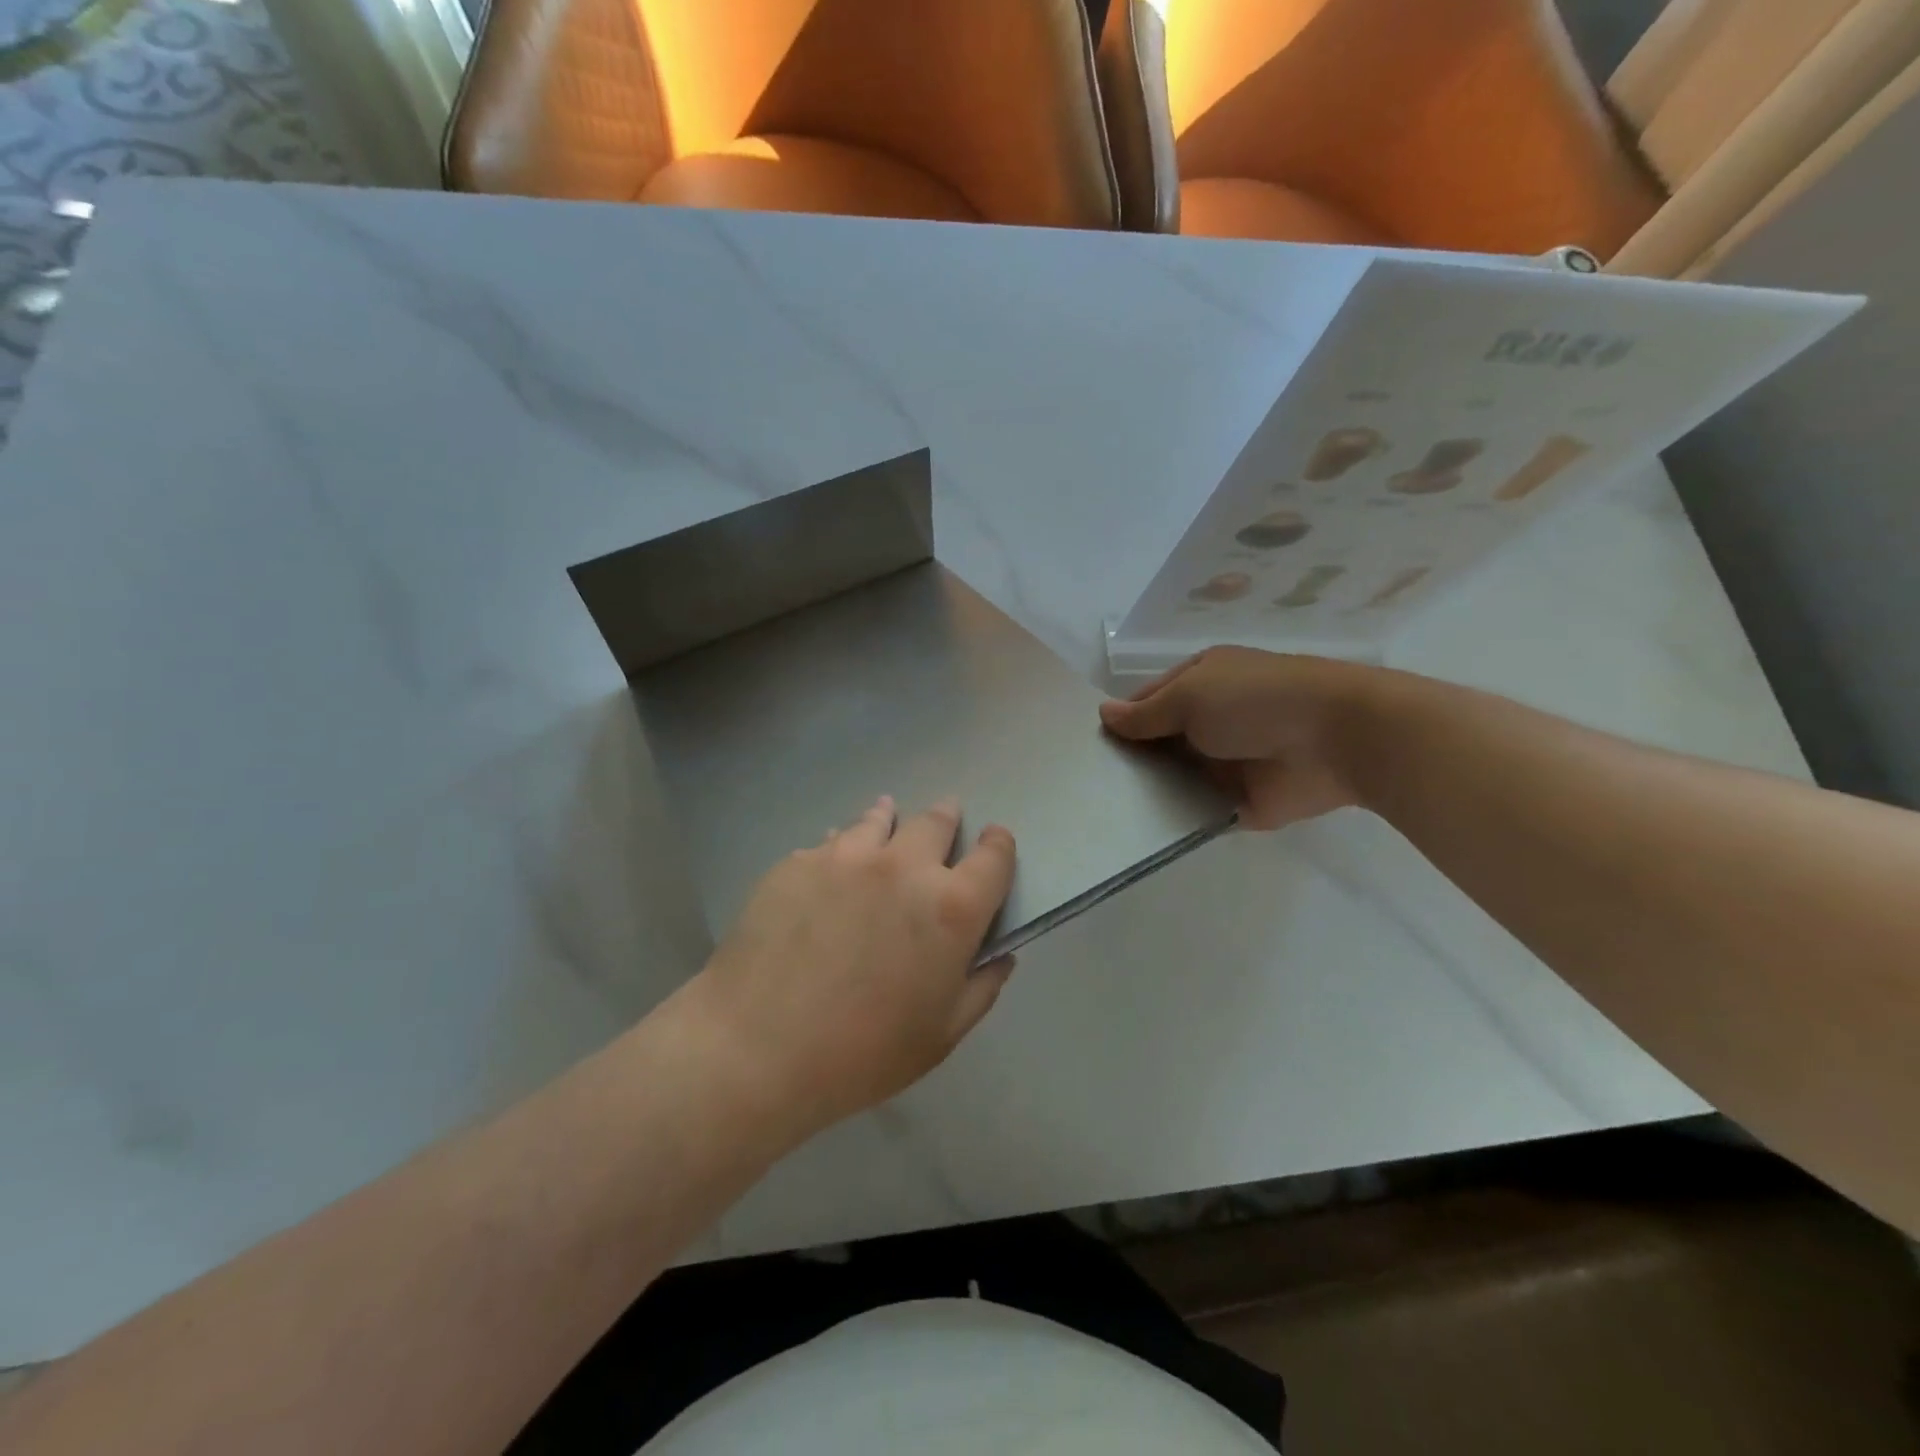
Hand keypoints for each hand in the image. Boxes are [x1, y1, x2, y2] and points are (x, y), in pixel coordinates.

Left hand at [679, 796, 1016, 1140]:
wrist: (756, 1047)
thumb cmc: (862, 1053)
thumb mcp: (941, 1035)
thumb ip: (981, 988)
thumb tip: (999, 954)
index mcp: (951, 908)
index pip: (994, 856)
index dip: (999, 845)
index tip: (995, 843)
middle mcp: (905, 867)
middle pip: (937, 821)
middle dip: (947, 818)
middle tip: (946, 817)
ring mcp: (847, 857)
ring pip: (880, 819)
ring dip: (892, 818)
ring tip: (888, 814)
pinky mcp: (799, 861)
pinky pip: (830, 842)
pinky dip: (842, 846)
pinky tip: (832, 862)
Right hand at [1100, 646, 1380, 828]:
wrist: (1336, 739)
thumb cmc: (1255, 701)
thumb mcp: (1190, 695)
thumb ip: (1146, 713)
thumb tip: (1104, 715)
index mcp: (1199, 683)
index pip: (1146, 701)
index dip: (1119, 721)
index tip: (1085, 747)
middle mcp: (1208, 721)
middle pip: (1157, 743)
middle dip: (1129, 760)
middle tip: (1085, 786)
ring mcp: (1223, 763)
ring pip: (1173, 779)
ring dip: (1148, 792)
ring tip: (1099, 813)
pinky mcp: (1238, 802)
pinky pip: (1196, 811)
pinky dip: (1175, 819)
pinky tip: (1136, 833)